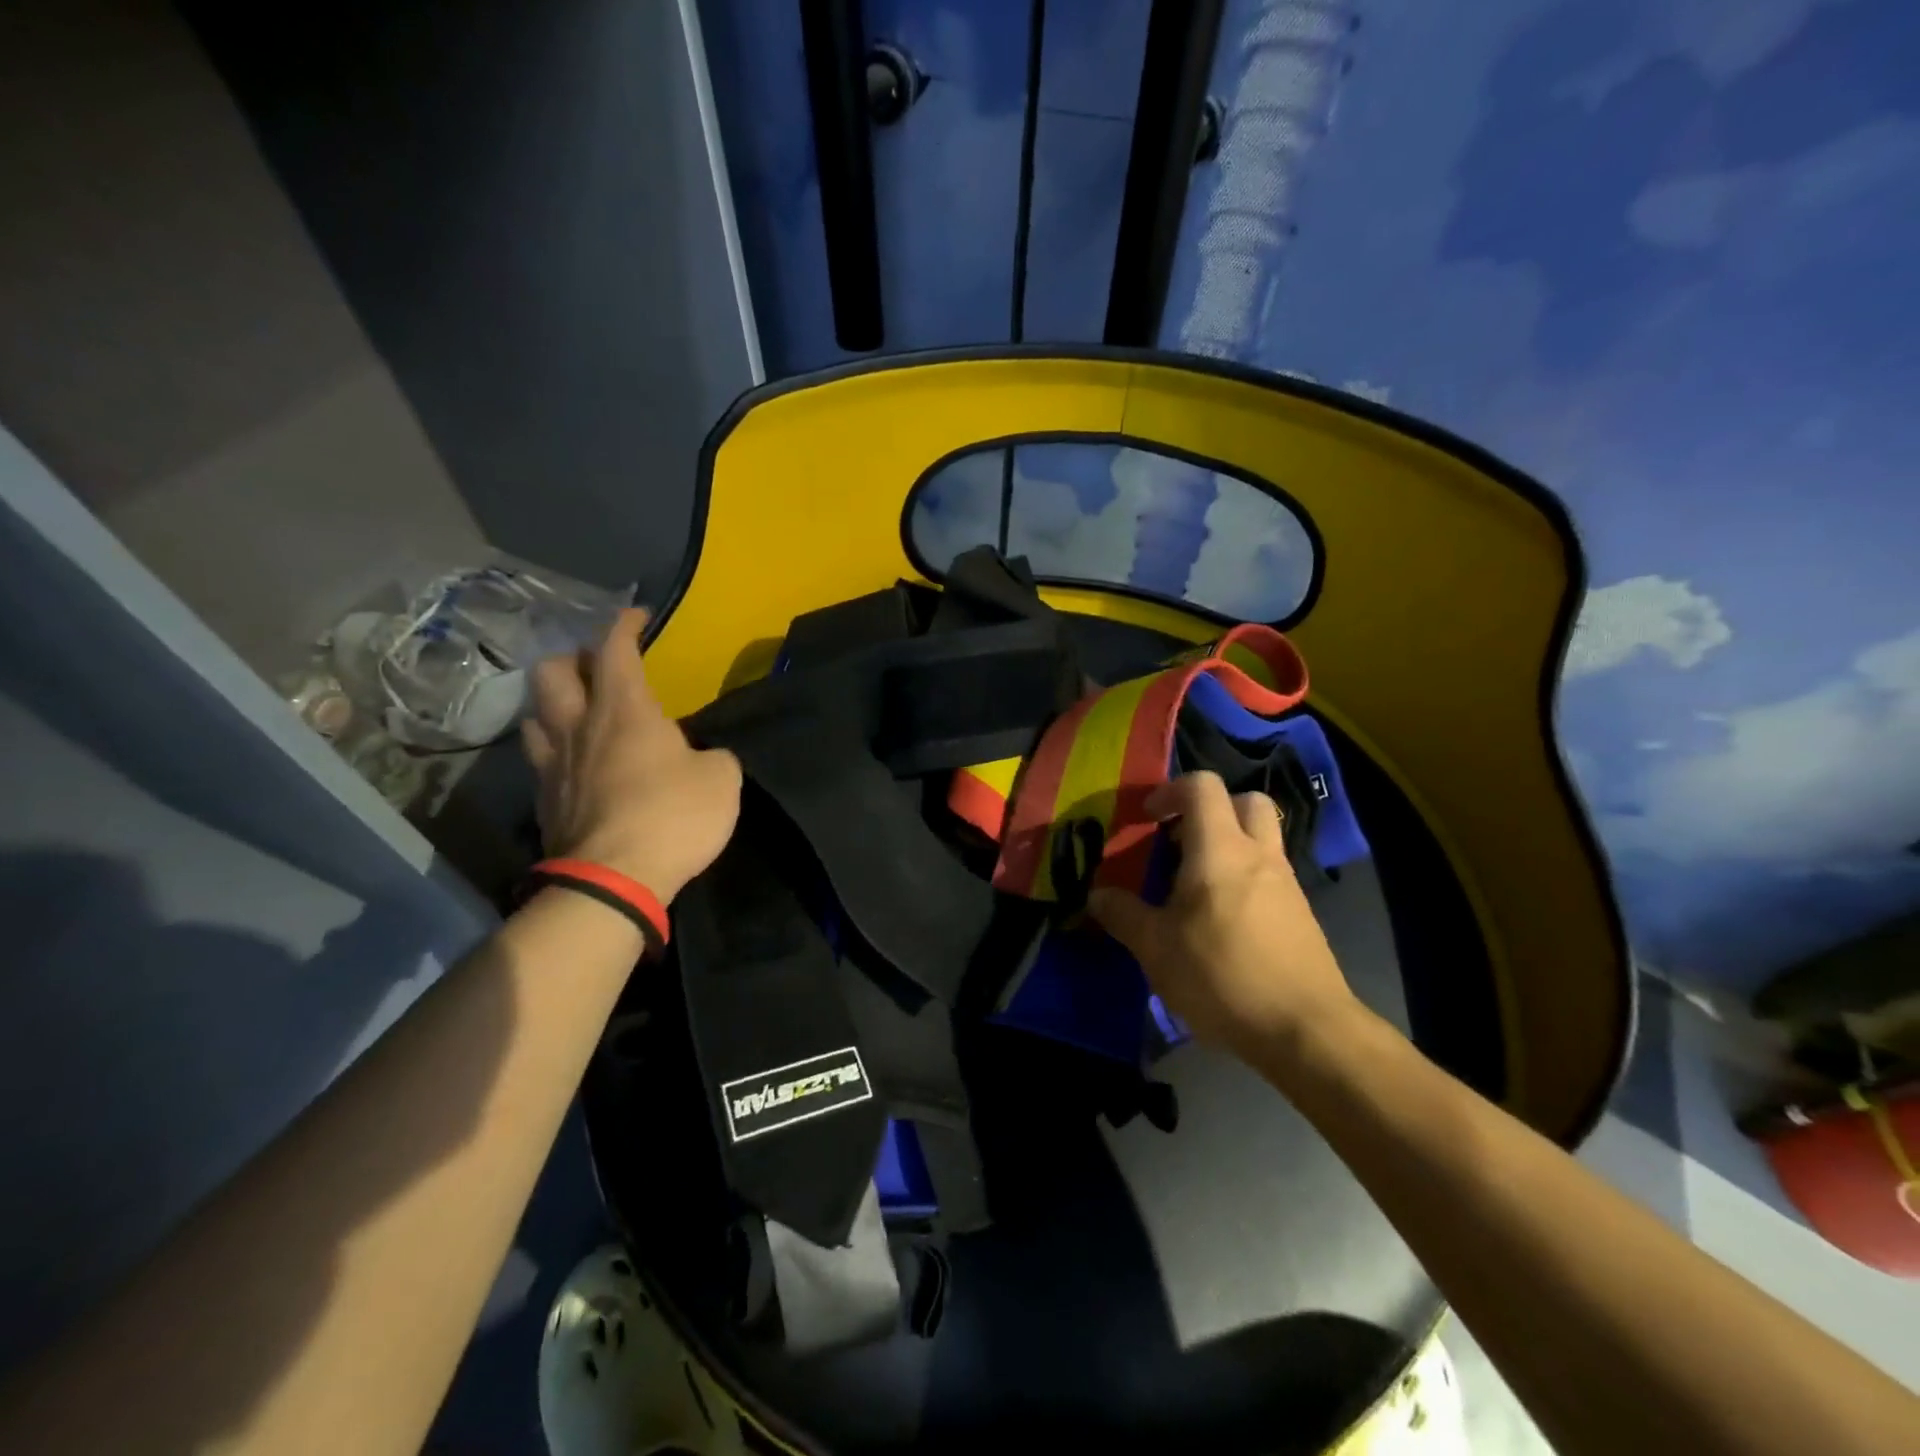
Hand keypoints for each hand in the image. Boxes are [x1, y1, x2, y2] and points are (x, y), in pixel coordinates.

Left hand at [521, 607, 741, 903]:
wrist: (614, 880)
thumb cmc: (674, 816)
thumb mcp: (721, 779)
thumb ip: (712, 756)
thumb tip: (700, 758)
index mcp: (625, 711)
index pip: (616, 649)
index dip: (624, 625)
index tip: (636, 616)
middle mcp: (580, 727)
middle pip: (553, 671)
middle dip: (574, 658)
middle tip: (598, 668)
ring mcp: (554, 765)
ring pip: (535, 714)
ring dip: (554, 704)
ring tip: (577, 713)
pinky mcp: (544, 802)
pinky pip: (539, 760)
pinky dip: (554, 751)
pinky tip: (574, 764)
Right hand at [1088, 772, 1357, 1060]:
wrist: (1306, 1030)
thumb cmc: (1222, 976)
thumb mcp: (1156, 949)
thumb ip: (1123, 915)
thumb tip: (1097, 896)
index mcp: (1220, 849)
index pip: (1202, 786)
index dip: (1170, 791)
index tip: (1147, 819)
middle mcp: (1259, 854)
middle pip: (1244, 800)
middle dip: (1210, 809)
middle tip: (1179, 841)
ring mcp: (1287, 883)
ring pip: (1261, 838)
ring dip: (1228, 844)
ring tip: (1194, 887)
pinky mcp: (1301, 914)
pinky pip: (1270, 874)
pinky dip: (1244, 878)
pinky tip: (1222, 921)